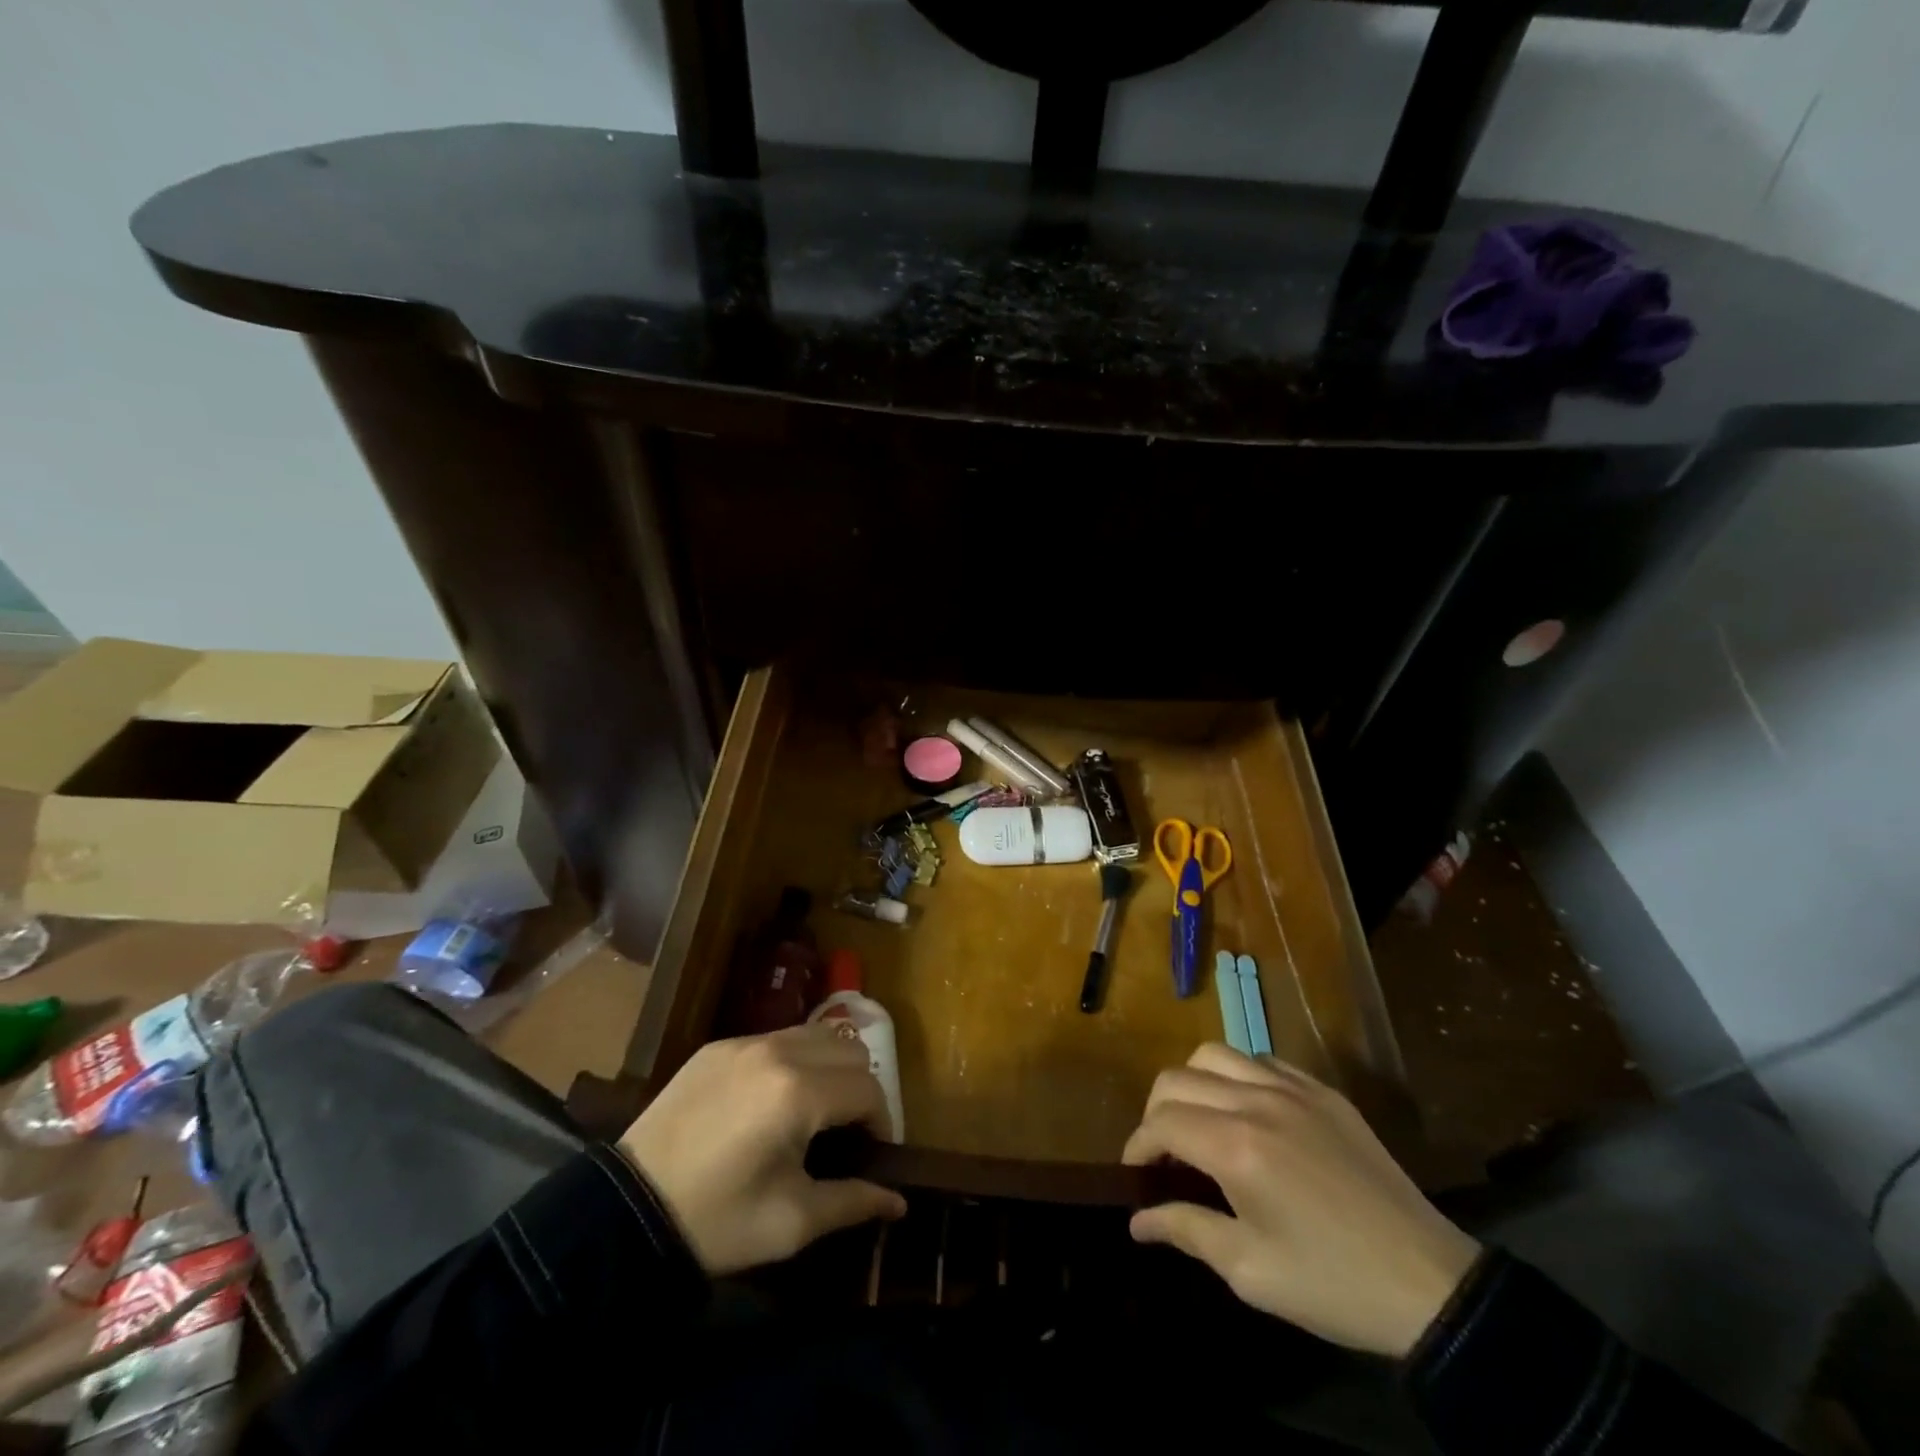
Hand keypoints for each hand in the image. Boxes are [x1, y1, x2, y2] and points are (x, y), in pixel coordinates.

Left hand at [618, 1023, 906, 1274]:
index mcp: (799, 1092)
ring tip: (814, 1110)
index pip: (869, 1088)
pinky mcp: (718, 1046)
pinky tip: (773, 1101)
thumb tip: (900, 1201)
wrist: (625, 1211)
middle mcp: (778, 1051)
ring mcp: (745, 1042)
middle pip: (851, 1048)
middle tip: (846, 1131)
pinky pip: (777, 1039)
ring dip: (830, 1066)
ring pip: (816, 1034)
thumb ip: (854, 1202)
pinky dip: (794, 1060)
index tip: (873, 1154)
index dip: (882, 1123)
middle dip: (860, 1087)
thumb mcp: (791, 1222)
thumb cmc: (717, 1221)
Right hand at [1123, 1044, 1479, 1357]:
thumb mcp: (1251, 1271)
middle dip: (1156, 1112)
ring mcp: (1293, 1089)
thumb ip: (1186, 1230)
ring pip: (1215, 1054)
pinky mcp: (1322, 1091)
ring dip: (1192, 1083)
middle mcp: (1256, 1101)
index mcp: (1235, 1147)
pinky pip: (1261, 1060)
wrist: (1429, 1283)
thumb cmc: (1332, 1284)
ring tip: (1200, 1121)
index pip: (1161, 1122)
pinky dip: (1237, 1076)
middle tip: (1164, 1153)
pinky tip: (1247, 1112)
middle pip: (1178, 1078)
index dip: (1137, 1145)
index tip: (1136, 1174)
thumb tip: (1136, 1220)